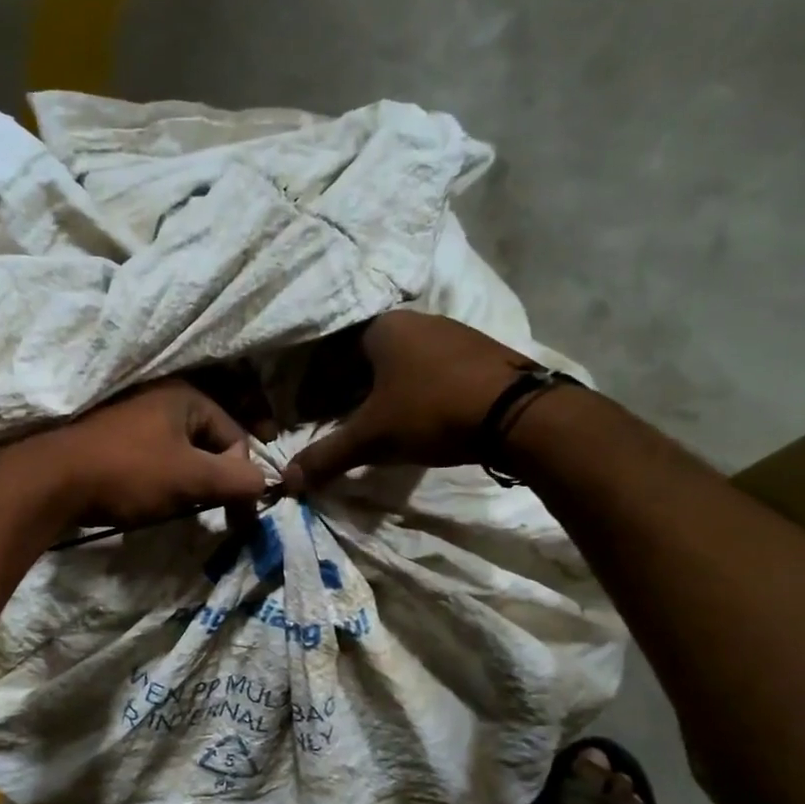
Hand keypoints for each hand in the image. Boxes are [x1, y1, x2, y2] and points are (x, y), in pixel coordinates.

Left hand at [29, 379, 267, 530]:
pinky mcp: (111, 439)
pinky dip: (160, 480)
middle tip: (206, 510)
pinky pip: (153, 458)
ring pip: (180, 453)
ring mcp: (132, 415)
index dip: (240, 477)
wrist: (51, 483)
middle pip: (208, 443)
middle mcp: (160, 396)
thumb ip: (238, 480)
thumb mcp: (192, 478)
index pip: (235, 437)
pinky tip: (150, 500)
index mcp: (186, 395)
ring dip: (187, 483)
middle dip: (213, 479)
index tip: (234, 515)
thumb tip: (266, 484)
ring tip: (177, 507)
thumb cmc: (129, 473)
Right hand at [282, 310, 542, 491]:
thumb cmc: (431, 412)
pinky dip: (414, 393)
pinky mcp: (481, 354)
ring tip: (375, 425)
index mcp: (382, 328)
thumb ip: (327, 456)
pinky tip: (417, 419)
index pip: (332, 352)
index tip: (309, 413)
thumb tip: (287, 482)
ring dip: (382, 393)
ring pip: (401, 364)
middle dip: (347, 390)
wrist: (517, 413)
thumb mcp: (371, 438)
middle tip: (338, 422)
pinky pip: (431, 371)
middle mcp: (417, 321)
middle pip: (366, 358)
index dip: (316, 385)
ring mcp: (453, 334)